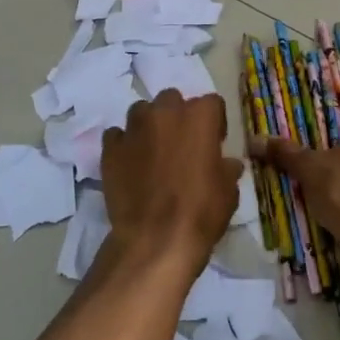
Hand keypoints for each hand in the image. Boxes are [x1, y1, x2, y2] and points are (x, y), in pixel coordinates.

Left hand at [99, 90, 241, 275]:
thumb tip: (228, 164)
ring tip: (152, 151)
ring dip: (149, 125)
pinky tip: (129, 164)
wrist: (155, 239)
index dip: (213, 122)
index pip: (211, 103)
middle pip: (172, 100)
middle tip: (180, 144)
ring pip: (141, 111)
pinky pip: (117, 135)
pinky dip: (124, 144)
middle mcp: (165, 112)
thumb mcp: (228, 192)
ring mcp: (134, 127)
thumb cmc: (201, 212)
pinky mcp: (111, 147)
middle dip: (177, 116)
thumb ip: (227, 170)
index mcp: (199, 116)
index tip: (213, 143)